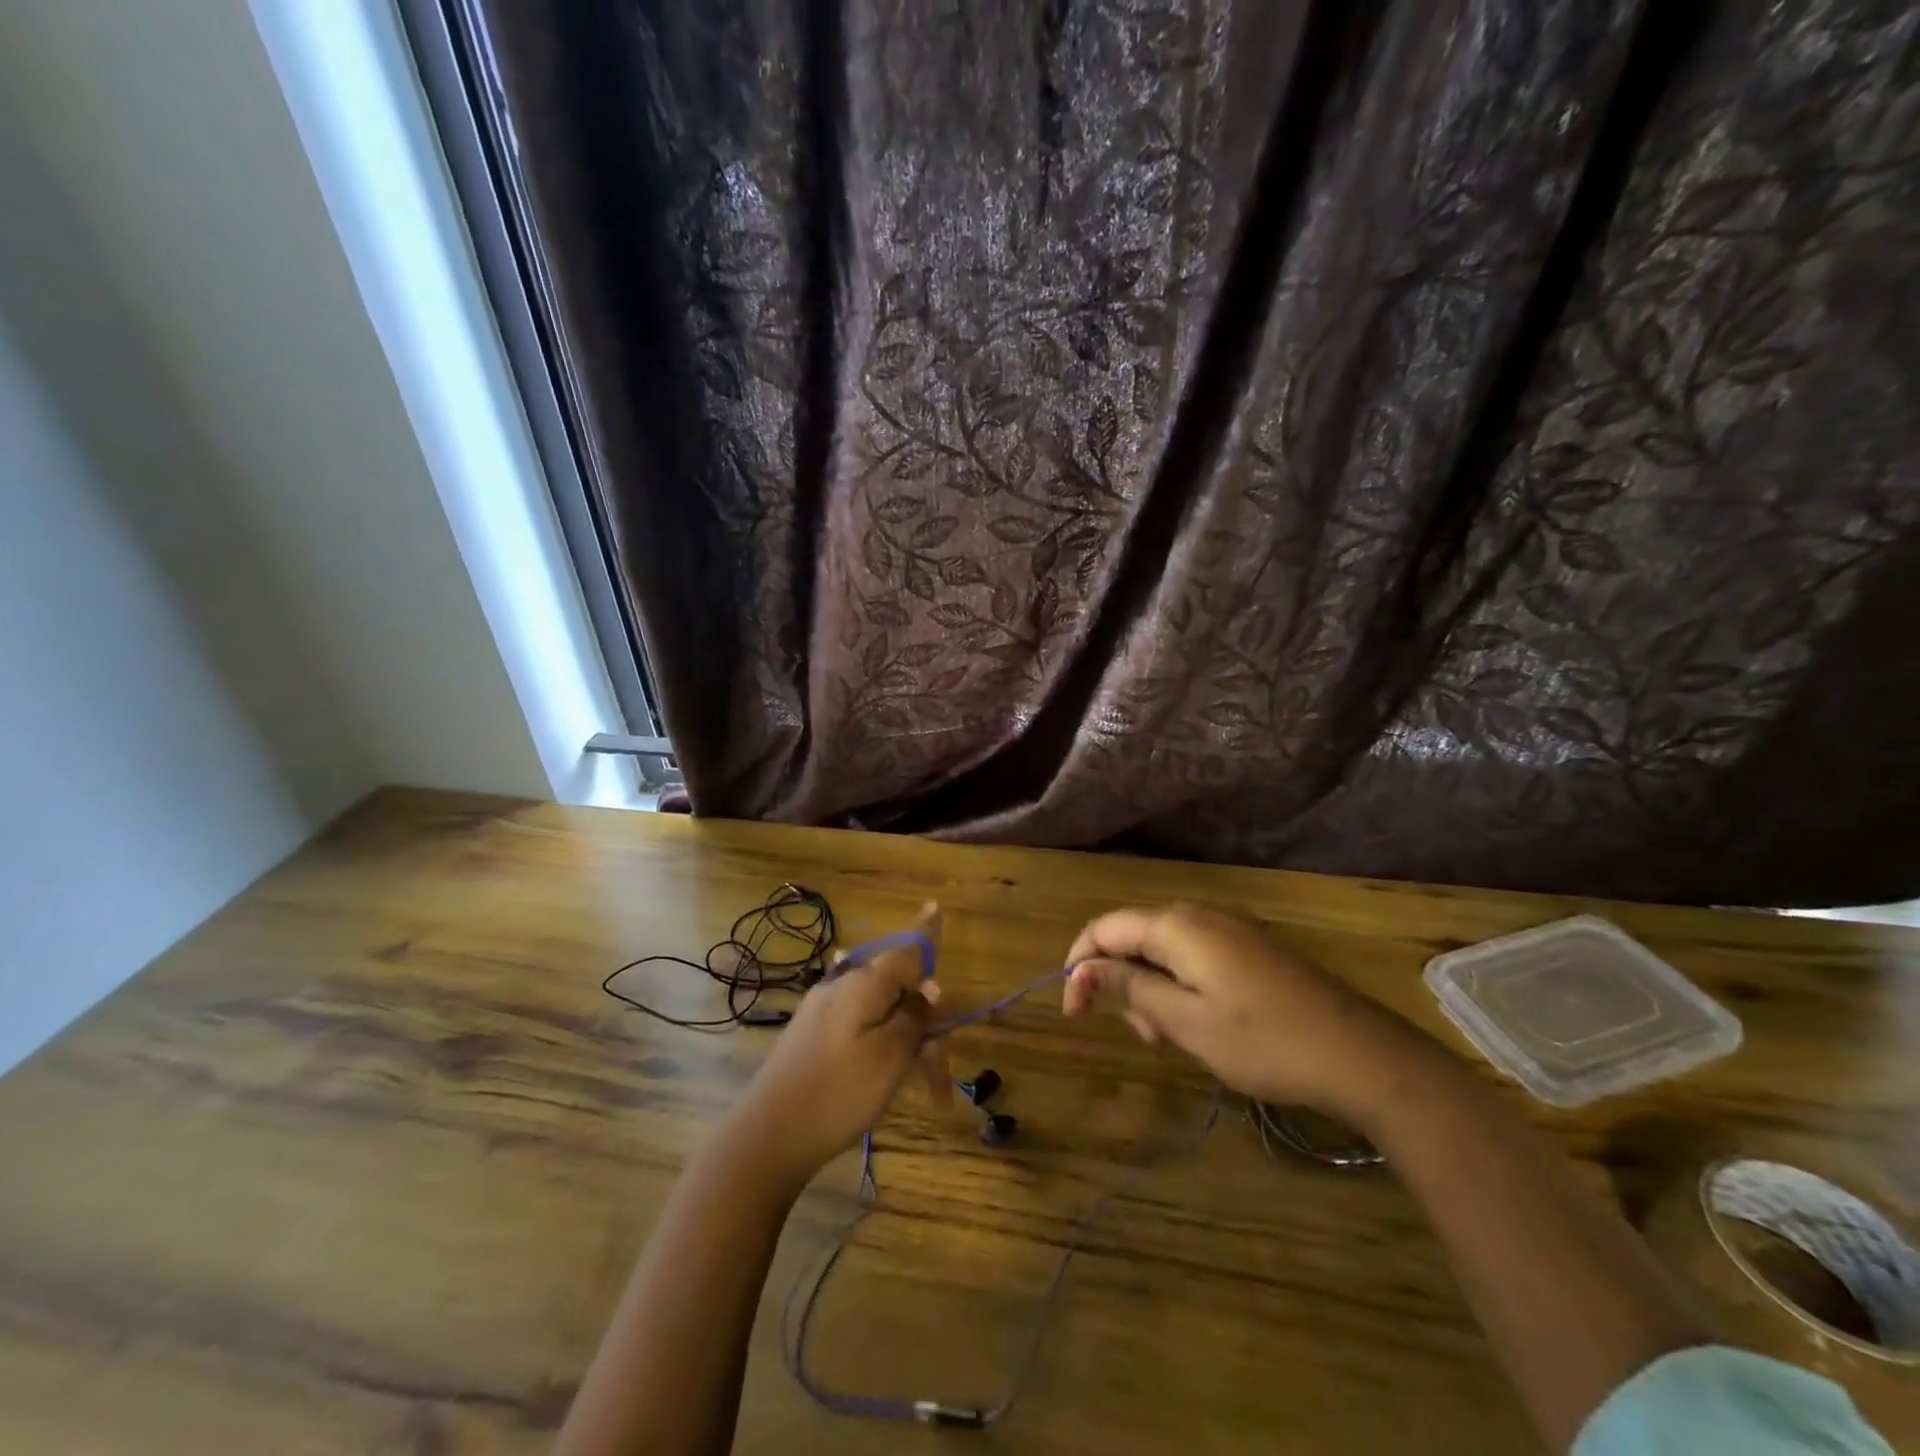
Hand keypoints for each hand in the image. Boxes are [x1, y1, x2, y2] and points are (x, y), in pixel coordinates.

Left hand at [733, 904, 951, 1186]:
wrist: (767, 1136)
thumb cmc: (838, 1093)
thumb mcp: (890, 1056)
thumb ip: (914, 1016)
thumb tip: (930, 986)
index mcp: (863, 983)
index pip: (905, 951)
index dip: (925, 934)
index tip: (935, 904)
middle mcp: (840, 985)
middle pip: (895, 987)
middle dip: (923, 1022)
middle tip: (937, 1078)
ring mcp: (821, 1009)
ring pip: (878, 1011)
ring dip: (902, 1039)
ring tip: (915, 1086)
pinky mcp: (810, 1034)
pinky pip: (857, 1025)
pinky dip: (879, 1044)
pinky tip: (881, 1062)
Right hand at [1062, 903, 1423, 1120]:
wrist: (1361, 1055)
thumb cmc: (1264, 1042)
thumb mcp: (1186, 1021)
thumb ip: (1130, 987)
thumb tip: (1084, 968)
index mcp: (1177, 926)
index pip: (1105, 928)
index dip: (1079, 964)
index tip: (1073, 1010)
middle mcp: (1200, 914)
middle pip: (1134, 936)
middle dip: (1121, 981)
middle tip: (1141, 1035)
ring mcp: (1230, 928)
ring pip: (1165, 949)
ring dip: (1152, 988)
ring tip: (1170, 1037)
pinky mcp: (1251, 948)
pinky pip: (1196, 956)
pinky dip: (1180, 985)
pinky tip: (1199, 1022)